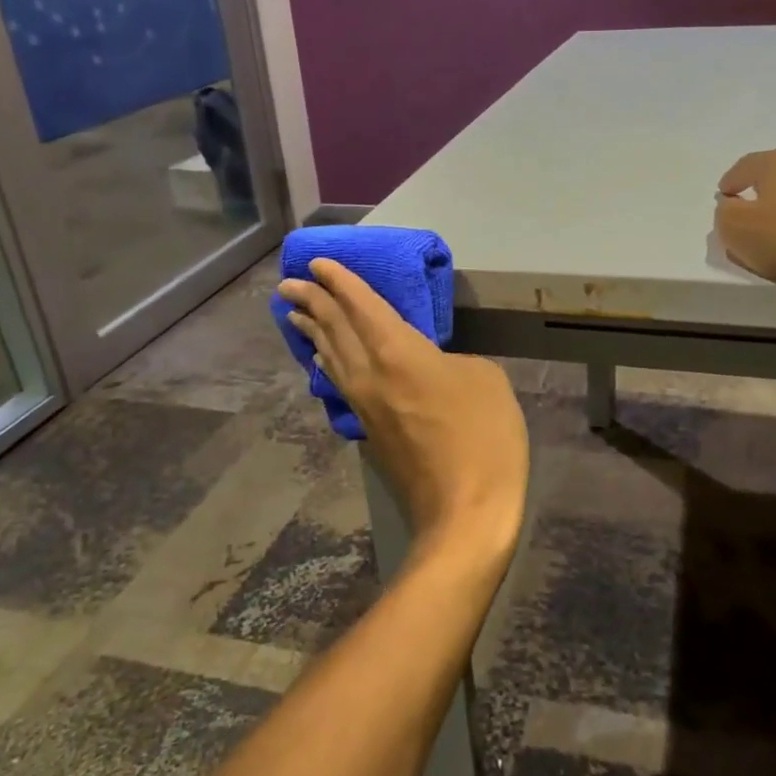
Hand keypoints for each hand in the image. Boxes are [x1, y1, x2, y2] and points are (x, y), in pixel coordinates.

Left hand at [276, 259, 528, 564]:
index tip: (318, 262)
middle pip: (334, 328)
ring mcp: (364, 406)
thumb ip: (453, 360)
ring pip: (330, 358)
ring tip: (293, 314)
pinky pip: (339, 383)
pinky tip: (323, 362)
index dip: (340, 281)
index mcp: (398, 352)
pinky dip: (327, 363)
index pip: (361, 305)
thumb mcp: (485, 379)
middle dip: (312, 301)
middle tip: (290, 282)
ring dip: (312, 331)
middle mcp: (370, 374)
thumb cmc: (482, 437)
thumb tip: (432, 367)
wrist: (463, 512)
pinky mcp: (369, 432)